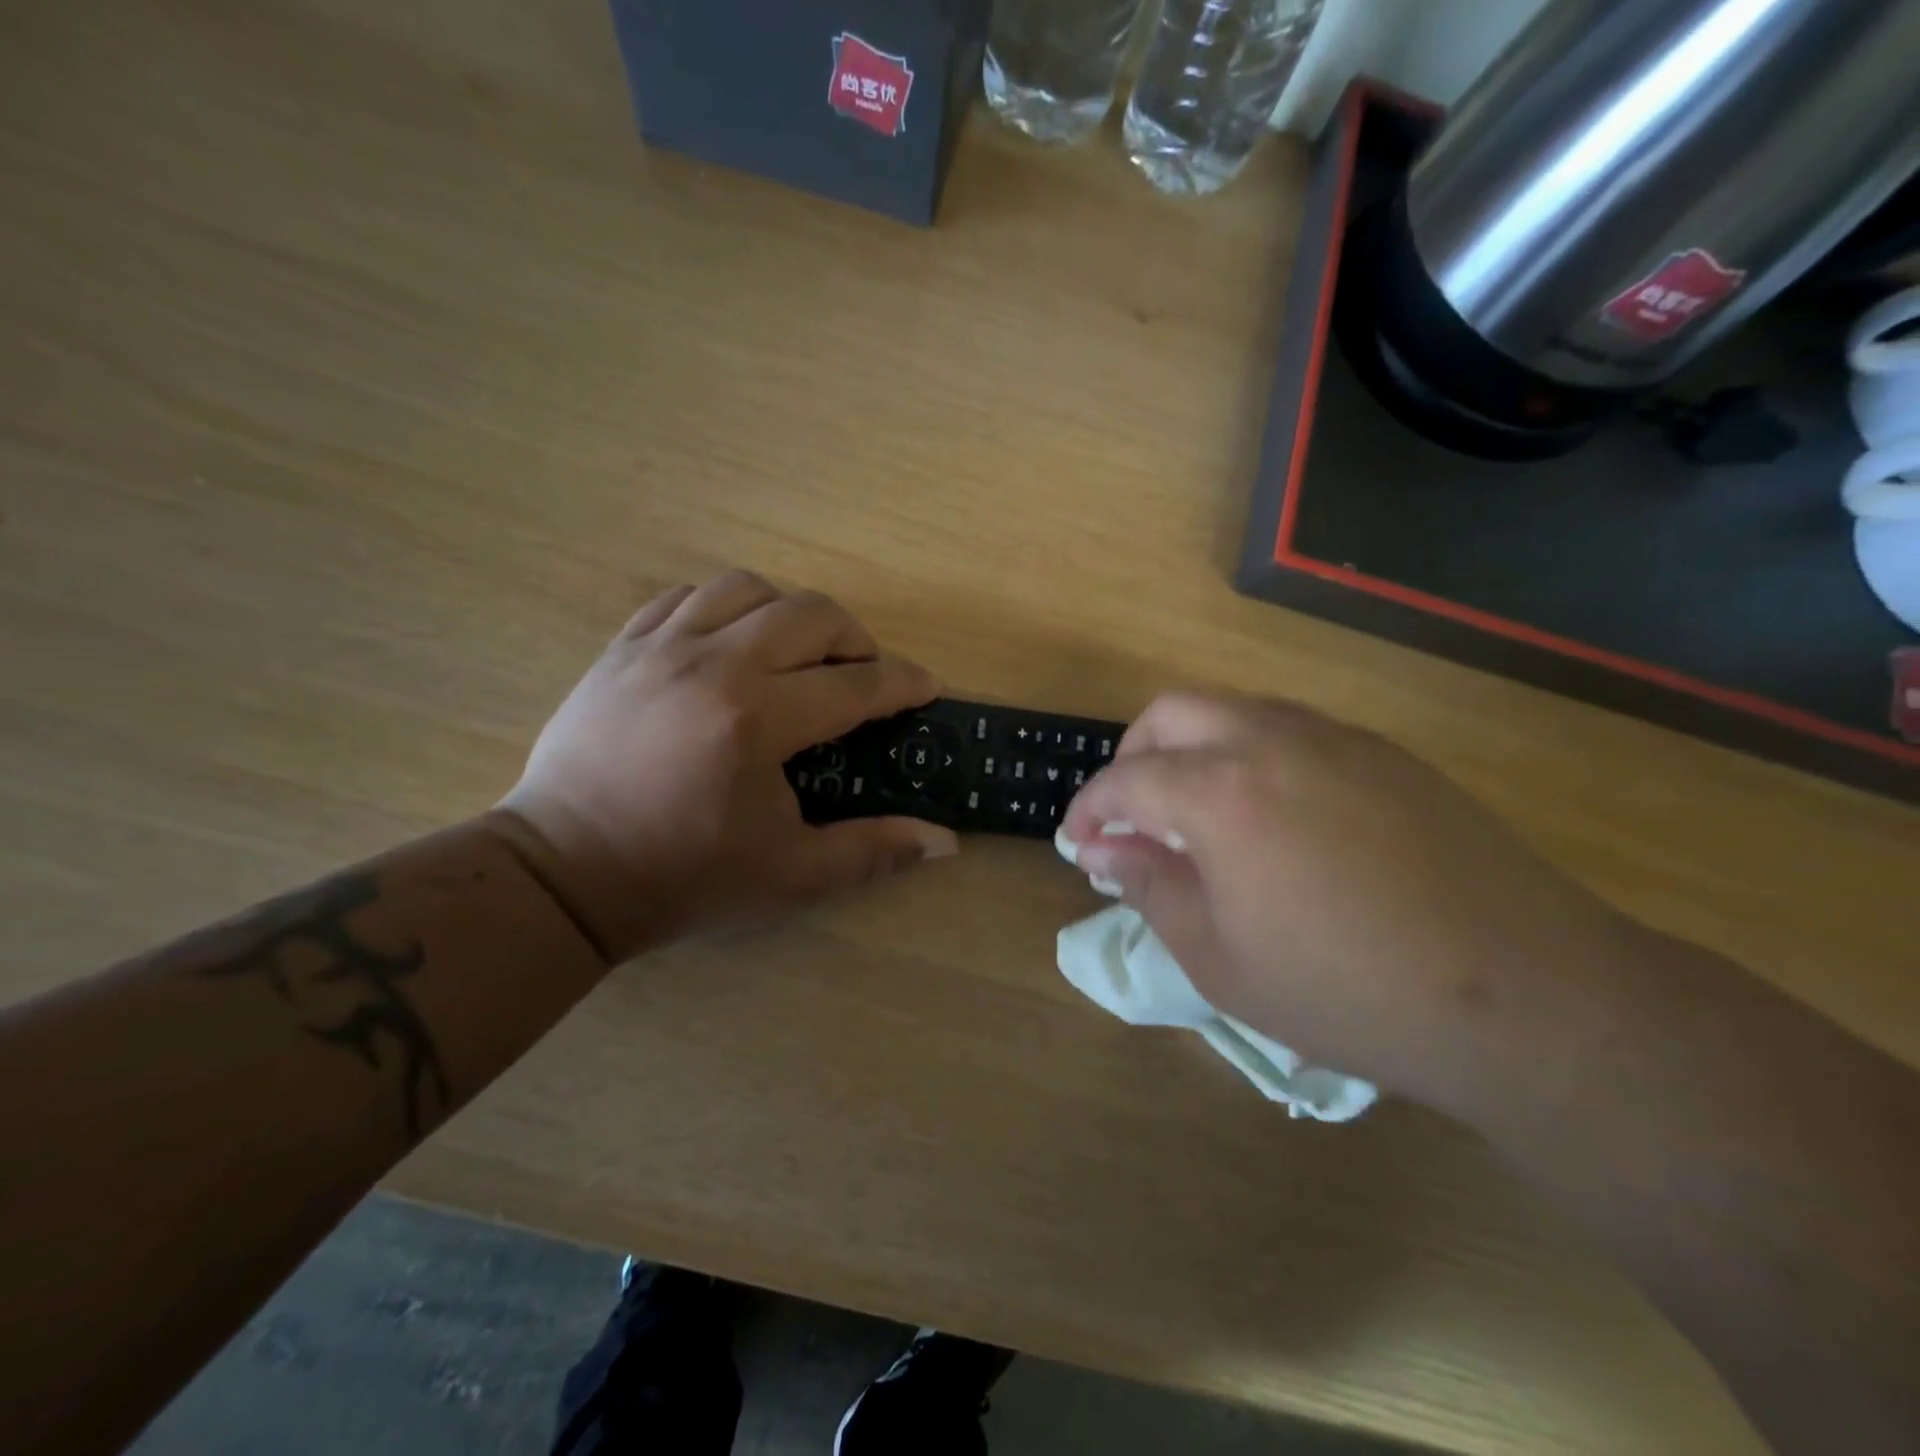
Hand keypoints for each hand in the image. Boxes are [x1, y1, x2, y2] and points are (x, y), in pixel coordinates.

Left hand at [496, 572, 957, 962]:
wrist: (564, 875)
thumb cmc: (685, 879)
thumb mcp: (791, 876)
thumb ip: (873, 850)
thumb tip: (946, 840)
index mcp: (757, 720)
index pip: (855, 683)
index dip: (902, 683)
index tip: (926, 688)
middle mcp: (714, 665)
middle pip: (811, 614)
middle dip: (856, 639)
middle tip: (863, 676)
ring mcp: (661, 648)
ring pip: (748, 588)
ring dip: (791, 613)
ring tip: (799, 653)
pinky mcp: (622, 648)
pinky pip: (686, 596)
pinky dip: (725, 607)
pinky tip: (732, 643)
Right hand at [1059, 693, 1636, 1116]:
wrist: (1525, 998)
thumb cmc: (1347, 991)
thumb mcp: (1219, 957)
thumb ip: (1150, 885)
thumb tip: (1102, 846)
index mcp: (1221, 792)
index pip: (1126, 779)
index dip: (1089, 809)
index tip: (1080, 843)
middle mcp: (1272, 741)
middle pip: (1173, 712)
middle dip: (1134, 755)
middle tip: (1132, 815)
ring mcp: (1336, 739)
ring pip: (1235, 710)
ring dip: (1194, 748)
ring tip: (1197, 814)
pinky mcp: (1385, 755)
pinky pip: (1292, 730)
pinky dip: (1251, 754)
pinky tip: (1271, 817)